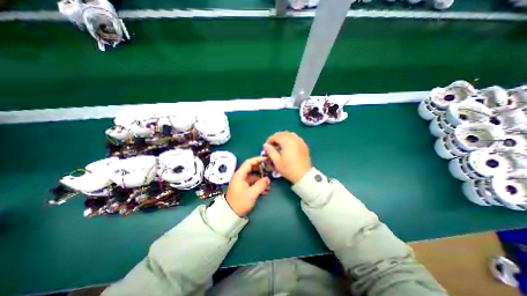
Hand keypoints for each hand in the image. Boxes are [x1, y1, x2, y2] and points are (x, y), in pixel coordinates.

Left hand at [225, 156, 269, 215]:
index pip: (249, 162)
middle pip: (252, 168)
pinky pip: (253, 183)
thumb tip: (267, 179)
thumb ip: (261, 185)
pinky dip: (259, 185)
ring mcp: (243, 182)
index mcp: (240, 175)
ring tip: (269, 185)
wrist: (230, 213)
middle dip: (261, 169)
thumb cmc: (240, 202)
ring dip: (261, 179)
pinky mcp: (244, 187)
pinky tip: (265, 190)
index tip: (266, 159)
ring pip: (254, 176)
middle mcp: (241, 176)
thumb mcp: (252, 194)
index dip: (258, 159)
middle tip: (270, 170)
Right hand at [266, 130, 309, 183]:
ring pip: (289, 134)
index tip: (266, 146)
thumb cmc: (288, 168)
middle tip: (272, 146)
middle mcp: (294, 138)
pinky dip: (290, 139)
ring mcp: (300, 141)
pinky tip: (288, 146)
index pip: (276, 136)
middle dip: (276, 138)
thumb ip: (270, 151)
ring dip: (283, 137)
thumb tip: (265, 145)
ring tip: (280, 145)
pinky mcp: (304, 145)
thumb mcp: (277, 161)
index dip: (269, 140)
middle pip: (283, 133)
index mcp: (286, 141)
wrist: (303, 175)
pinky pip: (295, 137)